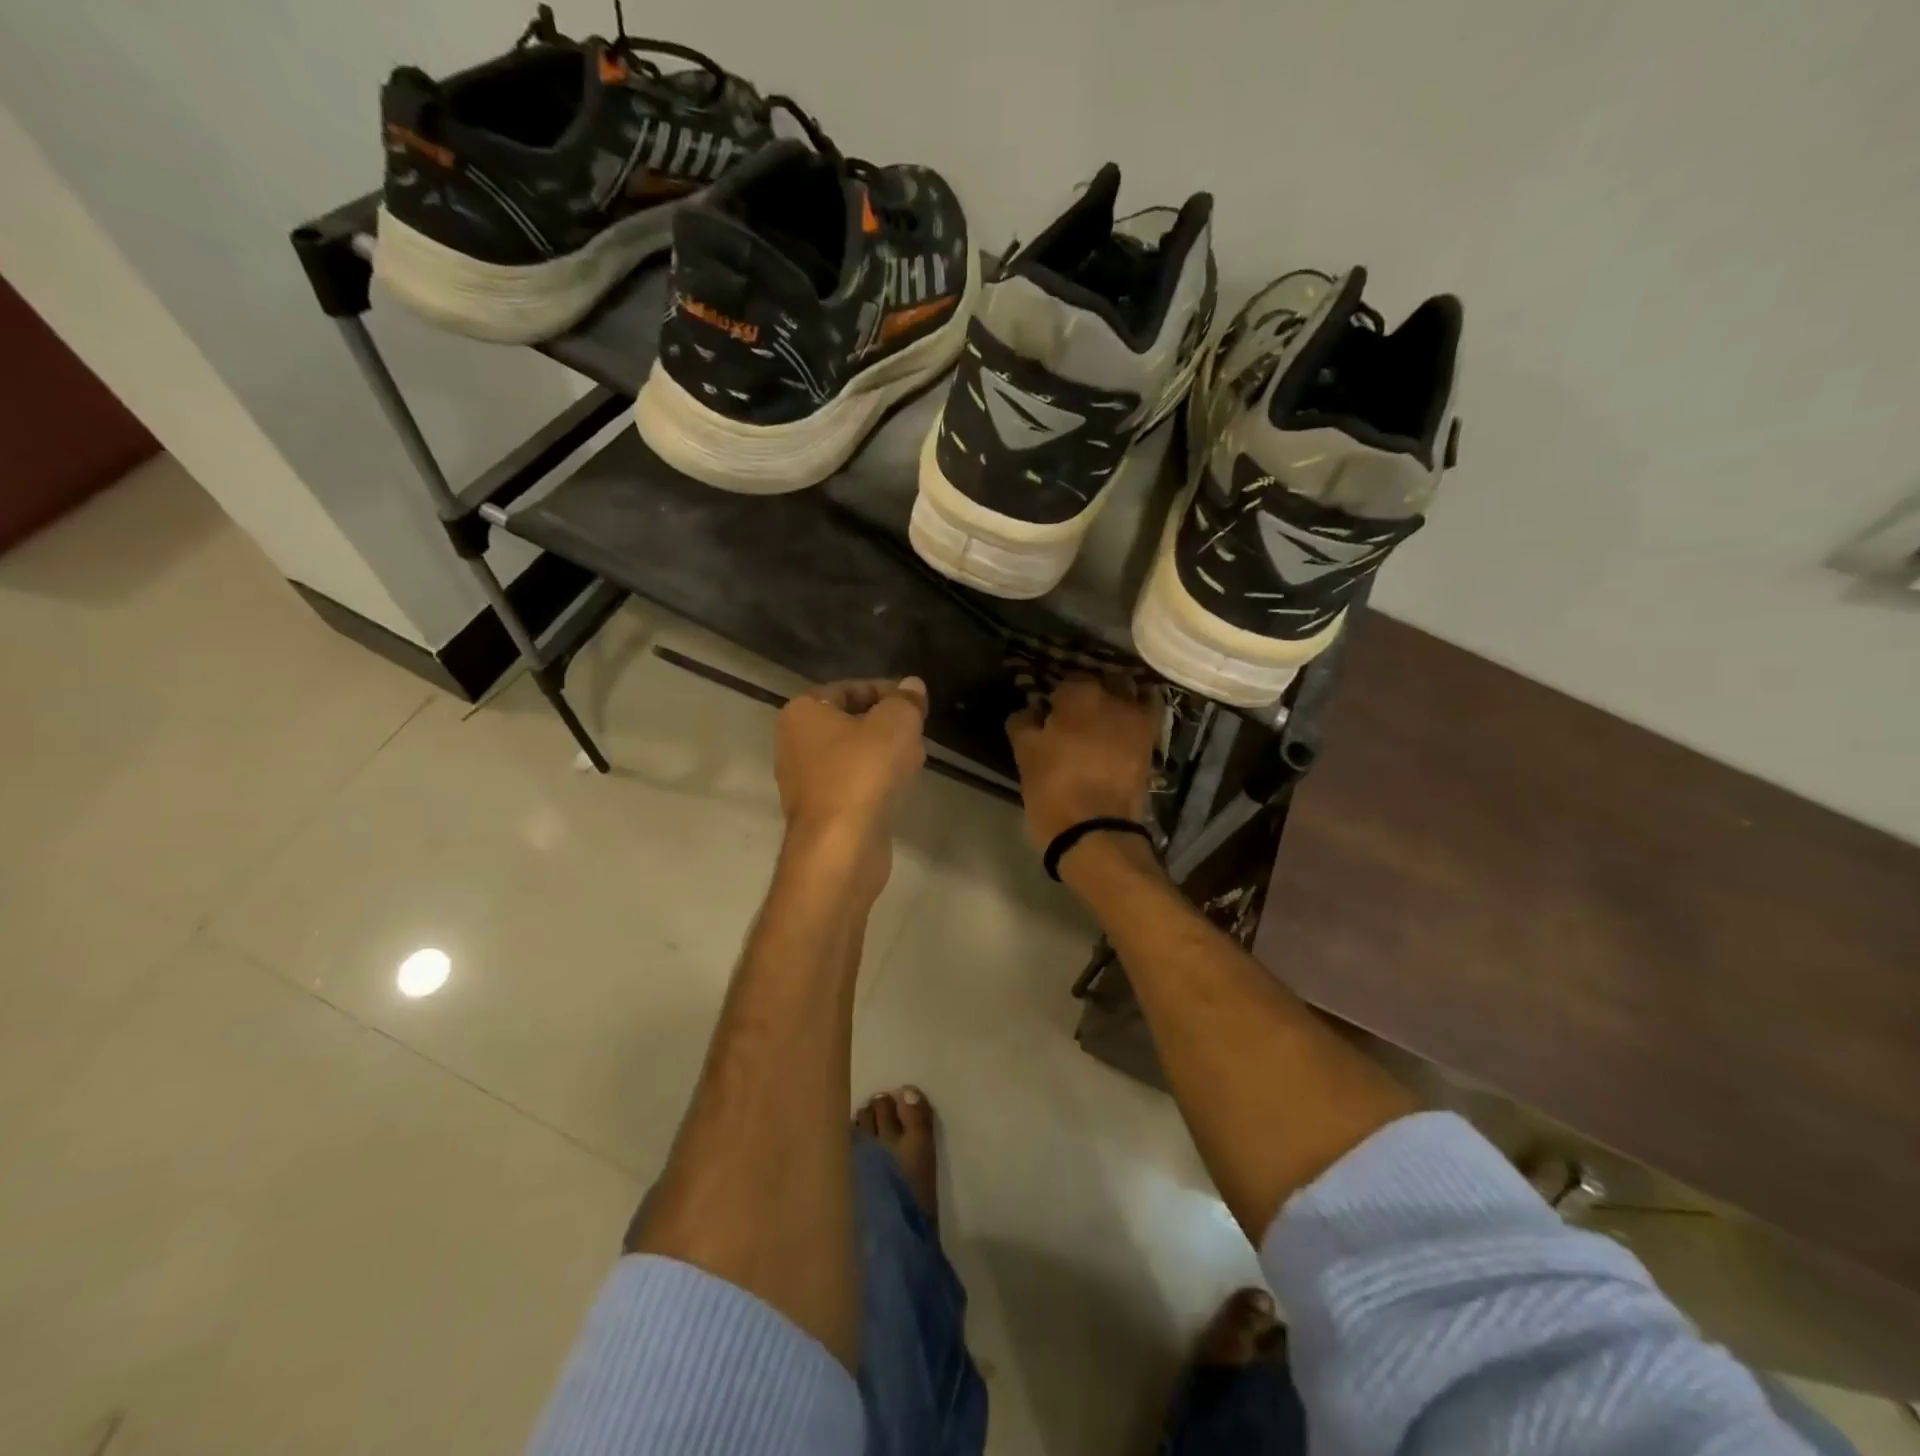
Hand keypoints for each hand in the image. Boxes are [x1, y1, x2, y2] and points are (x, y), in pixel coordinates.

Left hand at [776, 678, 927, 896]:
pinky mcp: (821, 813)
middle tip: (916, 731)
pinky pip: (853, 785)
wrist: (841, 847)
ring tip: (915, 759)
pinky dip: (876, 782)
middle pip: (849, 723)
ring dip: (884, 755)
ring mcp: (805, 782)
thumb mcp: (896, 722)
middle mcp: (794, 744)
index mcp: (802, 713)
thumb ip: (905, 700)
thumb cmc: (863, 772)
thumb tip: (912, 686)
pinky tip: (901, 788)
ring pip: (853, 756)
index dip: (885, 690)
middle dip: (886, 725)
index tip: (916, 702)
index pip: (847, 688)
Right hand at [1005, 675, 1161, 850]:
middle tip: (1077, 713)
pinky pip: (1149, 712)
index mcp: (1078, 694)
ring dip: (1118, 696)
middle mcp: (1113, 696)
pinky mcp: (1152, 740)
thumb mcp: (1025, 754)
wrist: (1095, 831)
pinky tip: (1127, 723)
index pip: (1067, 678)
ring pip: (1130, 692)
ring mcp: (1137, 718)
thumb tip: (1030, 710)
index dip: (1058, 694)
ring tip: (1105, 716)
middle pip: (1103, 680)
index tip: (1051, 710)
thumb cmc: (1052, 788)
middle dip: (1092, 690)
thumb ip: (1024, 722)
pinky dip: (1140, 710)